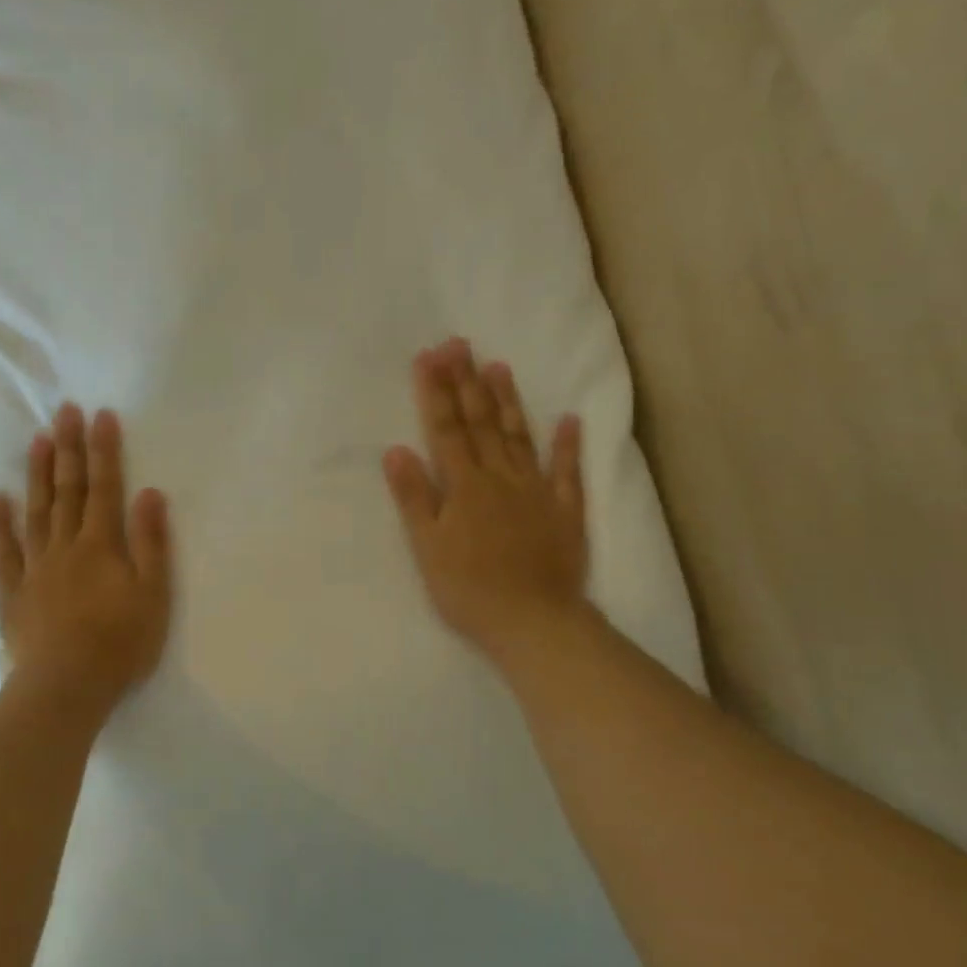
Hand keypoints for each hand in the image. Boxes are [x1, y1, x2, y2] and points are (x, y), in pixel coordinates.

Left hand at [0, 404, 172, 719]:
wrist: (66, 688)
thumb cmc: (120, 644)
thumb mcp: (153, 594)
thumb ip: (151, 542)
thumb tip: (149, 492)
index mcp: (101, 545)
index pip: (104, 487)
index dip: (104, 450)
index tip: (101, 415)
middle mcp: (65, 546)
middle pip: (67, 489)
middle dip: (68, 448)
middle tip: (65, 411)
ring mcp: (35, 568)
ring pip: (36, 511)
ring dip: (37, 473)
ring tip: (37, 439)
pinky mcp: (13, 592)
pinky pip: (3, 551)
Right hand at [382, 338, 589, 662]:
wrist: (534, 622)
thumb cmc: (469, 589)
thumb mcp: (428, 547)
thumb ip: (414, 497)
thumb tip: (396, 450)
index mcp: (464, 486)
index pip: (446, 429)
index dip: (435, 392)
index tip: (429, 356)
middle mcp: (501, 478)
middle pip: (481, 423)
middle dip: (467, 382)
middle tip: (460, 344)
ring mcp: (536, 492)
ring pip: (520, 437)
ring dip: (509, 401)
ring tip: (499, 366)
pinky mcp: (565, 512)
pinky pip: (568, 473)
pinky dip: (568, 445)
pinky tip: (569, 419)